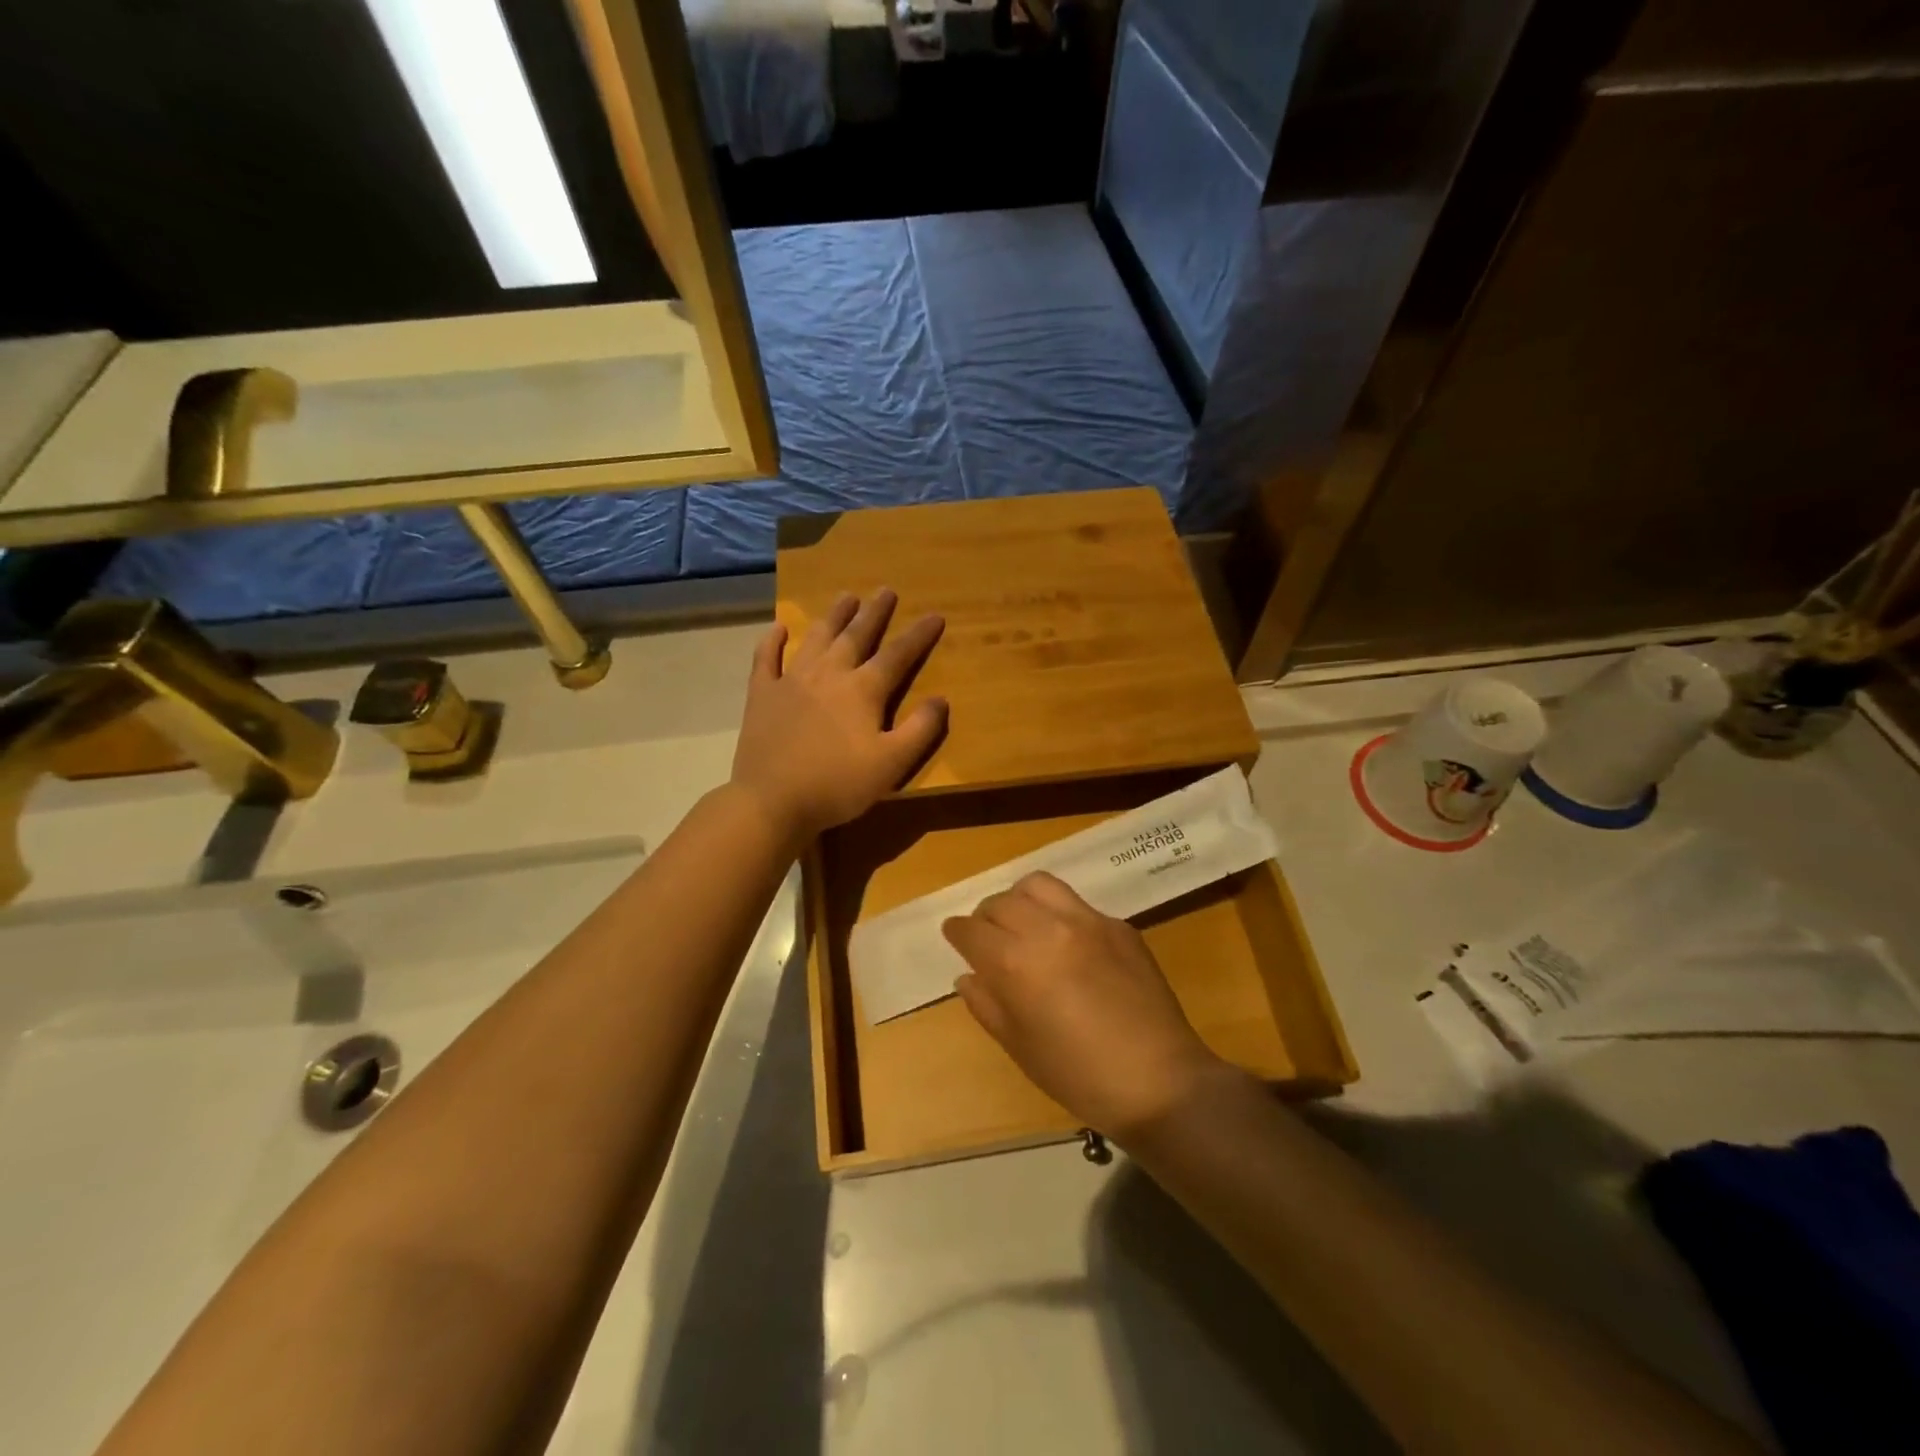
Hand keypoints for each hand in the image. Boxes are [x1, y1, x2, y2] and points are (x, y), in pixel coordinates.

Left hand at [731, 589, 946, 840]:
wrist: (772, 801)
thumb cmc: (837, 785)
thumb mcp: (891, 765)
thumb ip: (920, 730)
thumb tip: (941, 700)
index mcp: (862, 691)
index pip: (897, 655)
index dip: (918, 635)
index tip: (934, 615)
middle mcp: (828, 675)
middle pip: (855, 636)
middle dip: (874, 613)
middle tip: (886, 590)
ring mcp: (791, 681)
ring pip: (816, 638)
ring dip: (833, 616)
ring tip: (846, 596)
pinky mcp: (761, 695)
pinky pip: (765, 659)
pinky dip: (772, 641)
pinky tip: (778, 628)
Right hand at [943, 871, 1229, 1139]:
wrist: (1159, 1080)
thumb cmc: (1079, 1076)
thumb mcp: (1021, 1048)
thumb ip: (987, 1005)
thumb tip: (967, 977)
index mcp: (1016, 963)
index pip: (972, 930)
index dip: (957, 932)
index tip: (955, 937)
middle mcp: (1048, 929)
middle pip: (1001, 901)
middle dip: (986, 916)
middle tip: (988, 937)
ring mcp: (1087, 921)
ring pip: (1038, 885)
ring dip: (1020, 899)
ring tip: (1023, 923)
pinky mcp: (1118, 925)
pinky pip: (1076, 903)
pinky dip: (1058, 913)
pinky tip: (1068, 943)